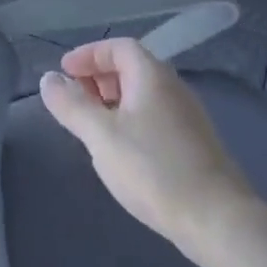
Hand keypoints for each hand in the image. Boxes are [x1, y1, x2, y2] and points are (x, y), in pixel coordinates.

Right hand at [40, 38, 257, 261]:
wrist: (217, 219)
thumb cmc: (153, 169)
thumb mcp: (101, 136)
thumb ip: (71, 105)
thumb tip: (49, 79)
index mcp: (152, 76)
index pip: (119, 47)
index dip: (88, 54)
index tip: (64, 73)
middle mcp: (173, 88)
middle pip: (132, 67)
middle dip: (99, 77)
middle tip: (74, 99)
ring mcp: (187, 117)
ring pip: (143, 95)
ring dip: (113, 100)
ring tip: (91, 125)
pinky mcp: (194, 144)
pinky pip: (154, 116)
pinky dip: (130, 120)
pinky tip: (120, 149)